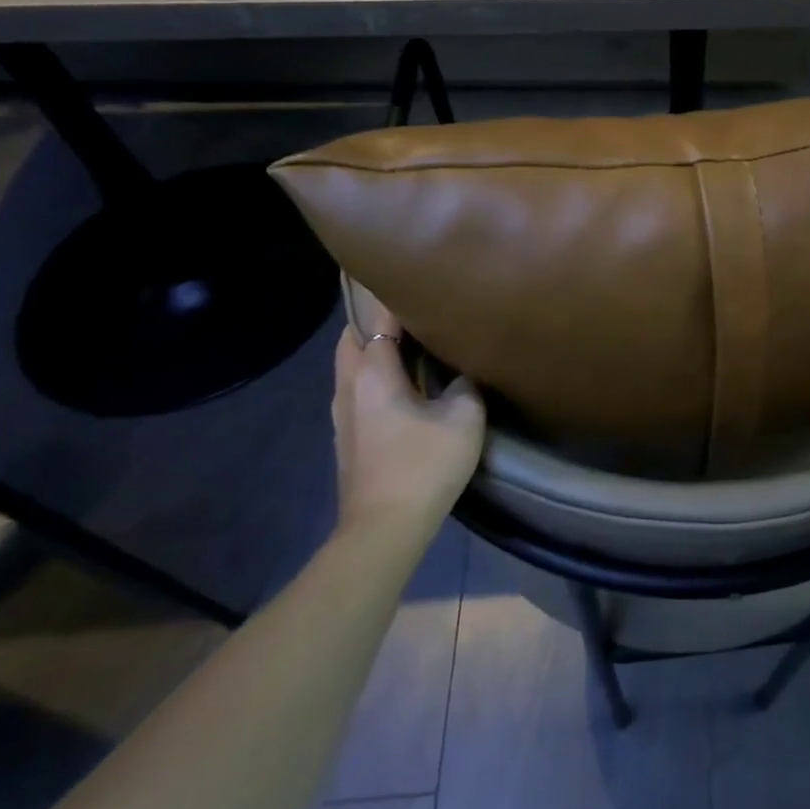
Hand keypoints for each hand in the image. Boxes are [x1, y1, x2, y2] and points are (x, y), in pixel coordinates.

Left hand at [331, 288, 485, 530]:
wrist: (384, 529)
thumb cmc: (423, 465)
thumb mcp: (464, 417)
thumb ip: (466, 383)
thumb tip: (464, 372)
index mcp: (373, 372)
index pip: (377, 317)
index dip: (394, 295)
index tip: (417, 279)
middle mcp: (348, 385)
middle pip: (353, 336)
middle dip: (376, 317)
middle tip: (411, 307)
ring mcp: (342, 413)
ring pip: (351, 363)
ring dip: (373, 347)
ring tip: (410, 339)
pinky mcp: (348, 435)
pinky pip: (357, 386)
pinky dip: (374, 372)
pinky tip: (403, 381)